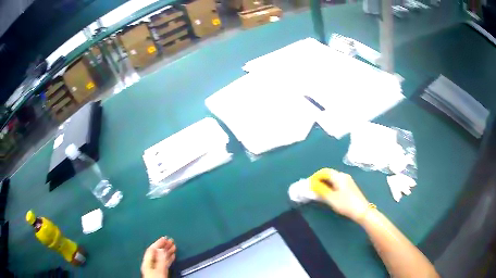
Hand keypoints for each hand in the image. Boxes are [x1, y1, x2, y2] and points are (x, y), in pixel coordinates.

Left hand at [141, 237, 176, 277]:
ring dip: (167, 251)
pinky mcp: (160, 272)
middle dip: (164, 246)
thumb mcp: (159, 270)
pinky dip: (168, 258)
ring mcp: (155, 268)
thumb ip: (160, 259)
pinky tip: (173, 256)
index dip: (158, 243)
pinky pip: (164, 262)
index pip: (152, 249)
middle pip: (157, 252)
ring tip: (174, 247)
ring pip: (161, 257)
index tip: (166, 238)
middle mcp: (150, 264)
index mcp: (148, 262)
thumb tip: (161, 248)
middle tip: (171, 241)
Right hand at [310, 168, 368, 221]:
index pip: (324, 172)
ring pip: (332, 179)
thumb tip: (310, 184)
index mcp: (339, 176)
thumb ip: (320, 189)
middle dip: (318, 180)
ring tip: (317, 192)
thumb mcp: (331, 198)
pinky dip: (329, 186)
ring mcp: (347, 181)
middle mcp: (343, 176)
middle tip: (311, 189)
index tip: (308, 185)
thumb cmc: (346, 204)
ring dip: (323, 184)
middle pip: (328, 174)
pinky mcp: (349, 187)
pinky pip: (336, 183)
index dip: (314, 177)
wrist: (362, 211)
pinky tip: (327, 194)